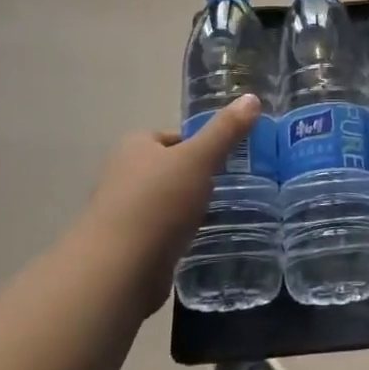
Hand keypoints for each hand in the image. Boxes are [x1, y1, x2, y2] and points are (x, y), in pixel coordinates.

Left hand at [82, 94, 261, 316]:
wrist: (117, 272)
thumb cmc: (157, 204)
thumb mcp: (199, 159)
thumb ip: (225, 130)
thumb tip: (252, 97)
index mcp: (135, 146)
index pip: (174, 137)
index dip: (201, 145)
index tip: (227, 160)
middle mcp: (123, 175)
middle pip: (169, 169)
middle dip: (195, 179)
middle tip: (228, 188)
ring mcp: (122, 214)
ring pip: (165, 203)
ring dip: (186, 210)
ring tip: (218, 216)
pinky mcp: (127, 248)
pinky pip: (160, 234)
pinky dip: (177, 236)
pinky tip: (197, 243)